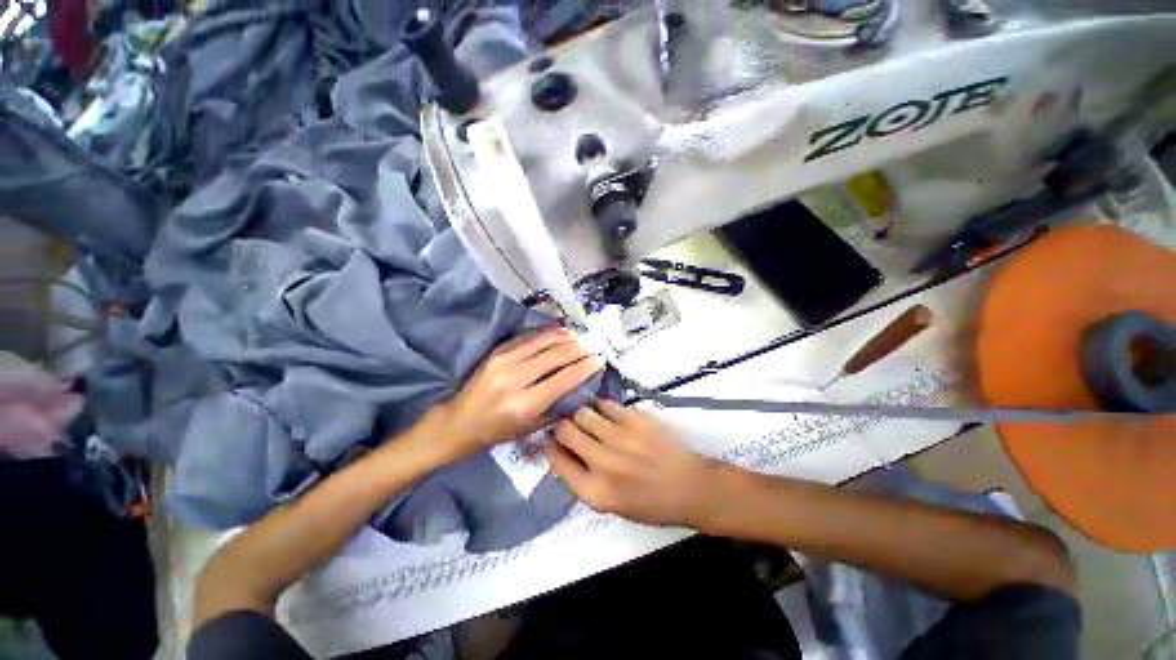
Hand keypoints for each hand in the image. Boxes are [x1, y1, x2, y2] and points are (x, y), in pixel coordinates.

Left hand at [438, 328, 604, 456]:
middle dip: (580, 349)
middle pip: (557, 355)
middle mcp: (516, 378)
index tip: (600, 360)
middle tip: (594, 347)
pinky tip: (561, 332)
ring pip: (545, 341)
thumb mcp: (531, 428)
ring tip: (581, 338)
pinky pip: (530, 336)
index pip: (564, 378)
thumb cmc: (497, 431)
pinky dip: (549, 333)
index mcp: (525, 404)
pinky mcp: (499, 351)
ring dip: (567, 337)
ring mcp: (505, 360)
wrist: (459, 421)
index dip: (586, 367)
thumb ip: (557, 405)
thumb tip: (579, 383)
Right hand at [549, 400, 720, 527]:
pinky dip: (602, 407)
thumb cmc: (651, 503)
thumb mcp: (611, 505)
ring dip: (582, 415)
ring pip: (583, 413)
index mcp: (595, 492)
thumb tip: (563, 453)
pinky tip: (607, 413)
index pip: (558, 460)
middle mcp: (603, 463)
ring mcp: (620, 438)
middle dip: (563, 426)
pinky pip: (606, 404)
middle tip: (569, 425)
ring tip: (588, 417)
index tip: (554, 440)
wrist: (691, 488)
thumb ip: (584, 481)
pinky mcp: (636, 420)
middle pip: (566, 431)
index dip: (552, 447)